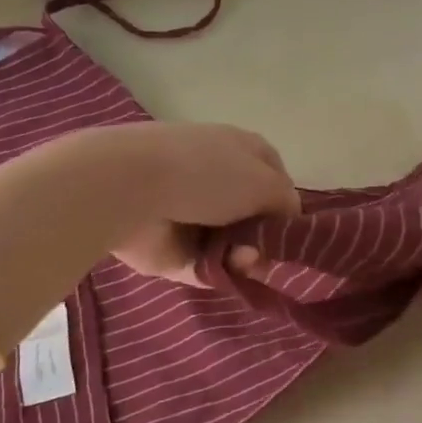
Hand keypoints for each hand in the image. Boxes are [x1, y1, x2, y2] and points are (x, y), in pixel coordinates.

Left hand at [105, 122, 299, 283]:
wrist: (130, 188)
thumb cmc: (206, 173)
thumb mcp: (266, 181)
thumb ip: (286, 203)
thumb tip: (286, 223)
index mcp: (241, 151)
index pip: (276, 181)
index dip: (286, 208)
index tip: (291, 233)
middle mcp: (218, 180)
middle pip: (255, 220)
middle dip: (264, 240)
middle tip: (264, 252)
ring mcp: (192, 213)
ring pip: (232, 247)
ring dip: (243, 258)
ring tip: (239, 260)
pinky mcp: (170, 246)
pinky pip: (205, 266)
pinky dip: (217, 271)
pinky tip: (222, 268)